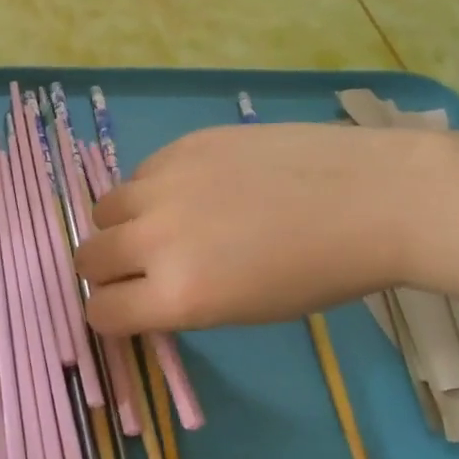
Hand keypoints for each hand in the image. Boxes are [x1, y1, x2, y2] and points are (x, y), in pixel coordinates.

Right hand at [75, 123, 434, 333]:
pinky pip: (140, 172)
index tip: (125, 307)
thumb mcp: (242, 311)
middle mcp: (156, 239)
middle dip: (104, 271)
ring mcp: (165, 184)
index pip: (101, 311)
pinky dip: (152, 189)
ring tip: (161, 223)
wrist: (369, 197)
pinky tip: (194, 189)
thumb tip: (144, 289)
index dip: (109, 313)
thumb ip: (180, 301)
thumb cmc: (318, 273)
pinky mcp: (181, 144)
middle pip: (89, 259)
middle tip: (137, 267)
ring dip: (122, 224)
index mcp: (178, 295)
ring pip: (105, 209)